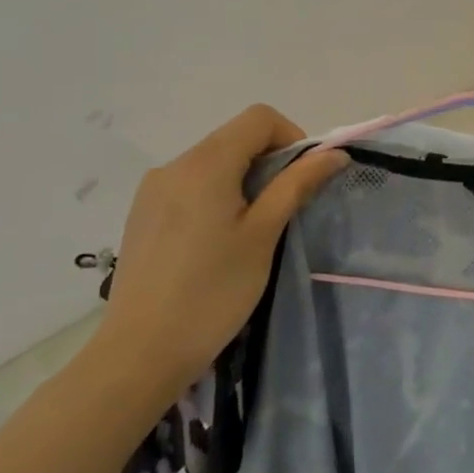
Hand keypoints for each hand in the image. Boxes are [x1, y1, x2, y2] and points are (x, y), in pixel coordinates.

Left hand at [94, 105, 347, 405]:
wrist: (139, 354)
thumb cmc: (212, 292)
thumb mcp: (264, 234)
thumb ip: (297, 185)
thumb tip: (334, 154)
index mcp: (205, 163)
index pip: (259, 118)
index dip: (292, 137)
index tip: (302, 179)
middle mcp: (174, 165)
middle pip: (235, 137)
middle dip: (270, 161)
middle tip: (284, 209)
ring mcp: (152, 190)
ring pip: (213, 162)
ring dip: (244, 179)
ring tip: (252, 230)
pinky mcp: (142, 214)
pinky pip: (191, 185)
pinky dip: (217, 195)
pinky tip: (217, 241)